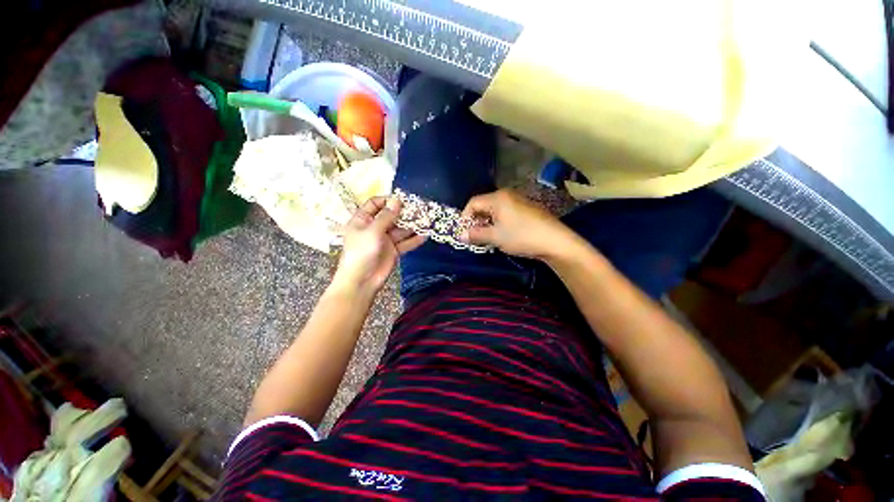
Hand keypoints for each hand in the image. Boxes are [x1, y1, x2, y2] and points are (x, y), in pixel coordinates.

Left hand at [331, 196, 425, 296]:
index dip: (387, 200)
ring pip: (401, 229)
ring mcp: (385, 239)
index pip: (375, 204)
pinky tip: (425, 235)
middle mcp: (375, 227)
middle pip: (391, 216)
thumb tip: (397, 200)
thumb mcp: (372, 231)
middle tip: (420, 209)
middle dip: (405, 213)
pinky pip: (405, 242)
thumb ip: (386, 216)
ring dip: (413, 226)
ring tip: (427, 220)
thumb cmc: (361, 252)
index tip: (402, 200)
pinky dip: (415, 240)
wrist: (362, 280)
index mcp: (363, 220)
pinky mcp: (394, 250)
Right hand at [460, 189, 577, 259]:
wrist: (555, 241)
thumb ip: (476, 235)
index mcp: (497, 198)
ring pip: (495, 210)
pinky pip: (505, 213)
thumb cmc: (521, 236)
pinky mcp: (526, 209)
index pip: (473, 203)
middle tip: (474, 236)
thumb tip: (460, 235)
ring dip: (487, 223)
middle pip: (484, 205)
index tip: (464, 233)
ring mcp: (518, 201)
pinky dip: (498, 223)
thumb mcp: (495, 237)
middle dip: (476, 221)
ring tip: (487, 237)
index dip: (465, 217)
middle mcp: (507, 195)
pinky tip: (502, 234)